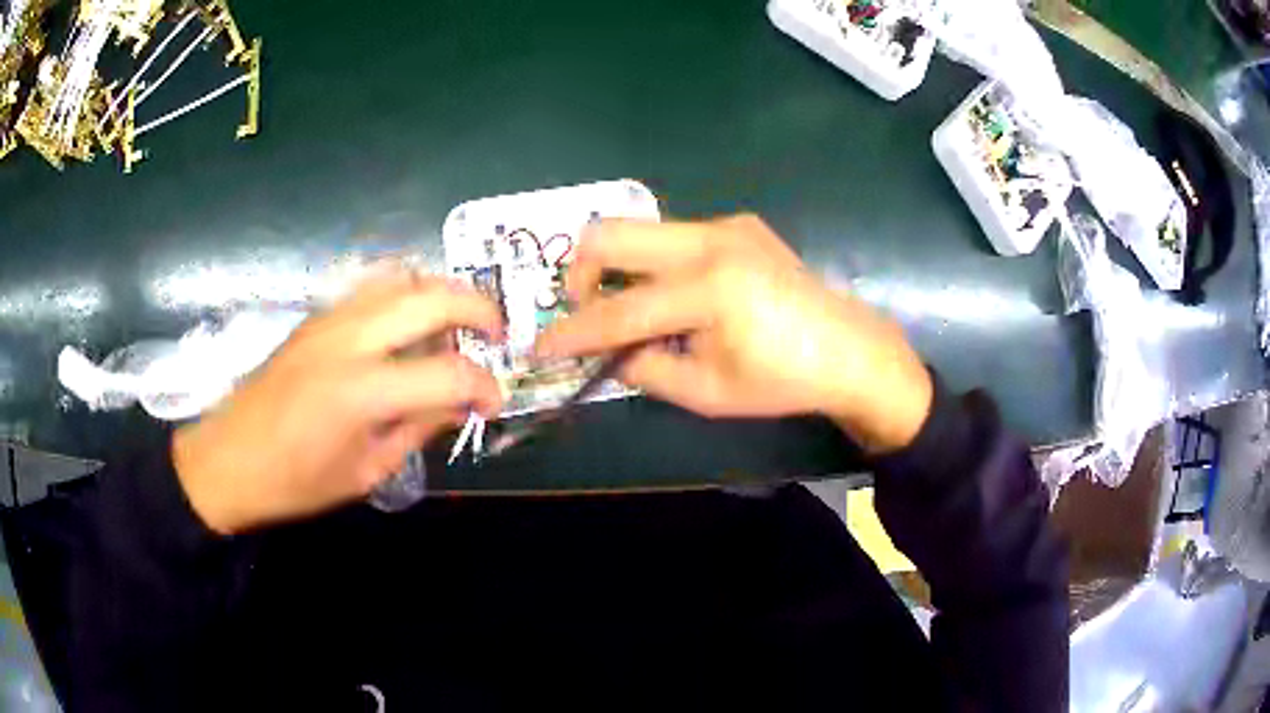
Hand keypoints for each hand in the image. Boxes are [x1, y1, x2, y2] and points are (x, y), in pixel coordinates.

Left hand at [172, 274, 504, 534]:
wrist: (228, 459)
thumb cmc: (295, 482)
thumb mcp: (366, 472)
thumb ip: (417, 429)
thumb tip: (459, 404)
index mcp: (362, 391)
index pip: (449, 372)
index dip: (484, 386)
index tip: (493, 402)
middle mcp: (350, 339)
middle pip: (432, 297)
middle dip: (479, 310)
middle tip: (496, 335)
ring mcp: (330, 318)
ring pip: (403, 277)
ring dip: (442, 293)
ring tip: (456, 324)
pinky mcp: (317, 316)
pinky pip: (373, 285)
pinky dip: (407, 293)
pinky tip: (410, 323)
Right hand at [535, 214, 931, 453]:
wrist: (849, 348)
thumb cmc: (783, 380)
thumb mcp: (707, 392)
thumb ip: (645, 369)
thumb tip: (607, 352)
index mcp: (709, 290)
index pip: (618, 312)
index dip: (572, 334)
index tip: (539, 347)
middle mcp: (712, 241)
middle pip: (611, 233)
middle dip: (580, 273)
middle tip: (584, 310)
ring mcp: (727, 224)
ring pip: (641, 230)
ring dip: (619, 268)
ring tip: (635, 310)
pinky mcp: (738, 223)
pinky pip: (674, 235)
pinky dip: (655, 264)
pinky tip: (679, 297)